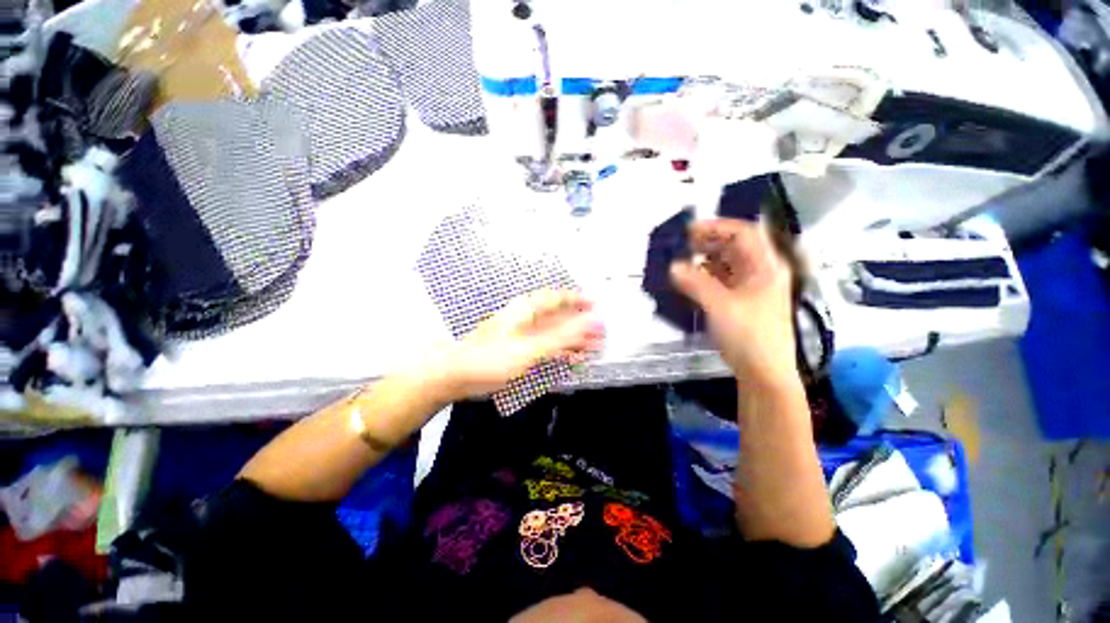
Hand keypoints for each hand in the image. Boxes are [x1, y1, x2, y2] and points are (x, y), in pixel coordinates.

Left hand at [435, 289, 603, 399]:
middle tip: (601, 334)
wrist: (455, 375)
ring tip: (592, 348)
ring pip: (554, 331)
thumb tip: (594, 322)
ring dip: (573, 339)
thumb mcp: (531, 347)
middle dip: (580, 323)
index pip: (559, 296)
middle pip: (559, 315)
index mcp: (528, 308)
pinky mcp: (519, 348)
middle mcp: (526, 316)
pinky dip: (560, 350)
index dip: (580, 299)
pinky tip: (571, 358)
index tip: (599, 306)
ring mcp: (523, 333)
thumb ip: (563, 336)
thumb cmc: (492, 358)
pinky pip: (546, 344)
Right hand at [669, 218, 796, 385]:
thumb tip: (672, 266)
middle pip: (735, 247)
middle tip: (681, 245)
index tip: (689, 231)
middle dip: (708, 243)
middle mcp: (761, 273)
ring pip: (727, 265)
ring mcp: (752, 289)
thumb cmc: (749, 335)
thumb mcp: (720, 305)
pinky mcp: (742, 303)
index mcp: (766, 266)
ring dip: (705, 260)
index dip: (717, 227)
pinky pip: (722, 282)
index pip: (744, 233)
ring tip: (681, 261)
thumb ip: (695, 283)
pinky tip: (690, 281)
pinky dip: (706, 278)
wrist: (764, 372)